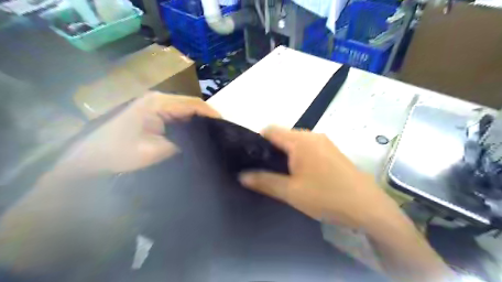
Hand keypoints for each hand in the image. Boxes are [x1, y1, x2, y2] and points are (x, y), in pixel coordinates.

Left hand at [58, 92, 219, 175]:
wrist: (90, 157)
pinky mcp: (154, 113)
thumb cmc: (119, 153)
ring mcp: (156, 105)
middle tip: (222, 135)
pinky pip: (178, 116)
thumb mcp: (154, 150)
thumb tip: (203, 144)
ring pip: (186, 110)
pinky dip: (190, 125)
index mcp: (159, 103)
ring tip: (213, 136)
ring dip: (200, 122)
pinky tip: (197, 136)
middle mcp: (159, 99)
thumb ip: (182, 144)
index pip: (193, 104)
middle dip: (208, 119)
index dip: (212, 115)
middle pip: (192, 105)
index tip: (226, 128)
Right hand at [239, 125, 400, 228]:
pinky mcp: (332, 151)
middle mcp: (312, 135)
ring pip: (296, 142)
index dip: (257, 141)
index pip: (270, 130)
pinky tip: (302, 175)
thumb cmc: (326, 197)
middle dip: (272, 150)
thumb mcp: (291, 192)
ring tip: (283, 175)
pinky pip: (308, 148)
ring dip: (286, 155)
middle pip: (283, 136)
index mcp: (300, 140)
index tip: (252, 158)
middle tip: (267, 171)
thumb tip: (242, 176)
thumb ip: (264, 181)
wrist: (368, 207)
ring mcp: (324, 142)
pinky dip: (299, 157)